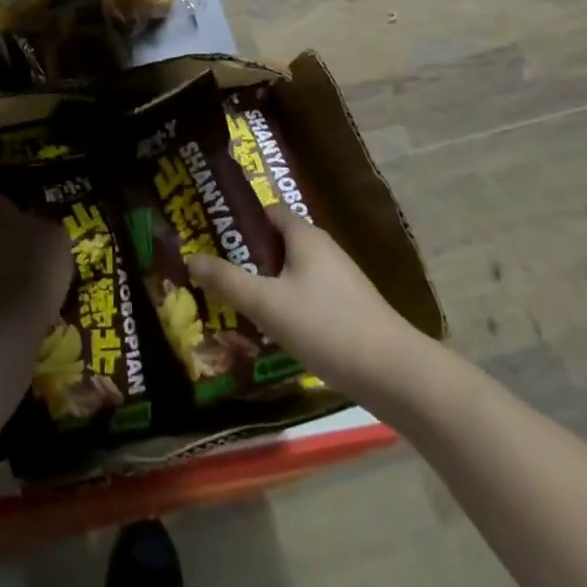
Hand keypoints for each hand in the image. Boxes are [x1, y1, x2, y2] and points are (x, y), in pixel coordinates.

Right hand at [186, 205, 437, 407]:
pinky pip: (306, 295)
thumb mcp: (268, 304)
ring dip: (264, 281)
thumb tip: (191, 259)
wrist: (395, 375)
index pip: (266, 211)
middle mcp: (323, 249)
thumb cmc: (326, 326)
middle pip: (277, 242)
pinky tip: (270, 327)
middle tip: (213, 269)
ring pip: (291, 271)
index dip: (238, 218)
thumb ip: (227, 281)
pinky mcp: (348, 309)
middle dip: (246, 254)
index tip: (208, 231)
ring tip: (233, 300)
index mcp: (304, 235)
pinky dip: (285, 303)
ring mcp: (339, 280)